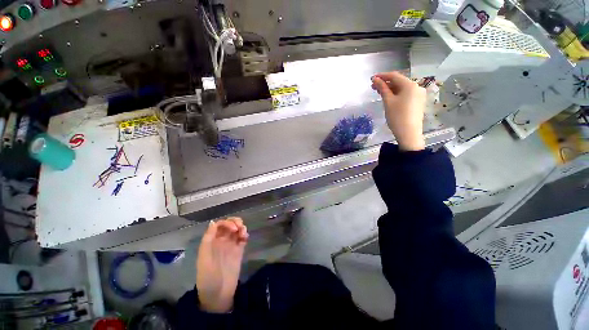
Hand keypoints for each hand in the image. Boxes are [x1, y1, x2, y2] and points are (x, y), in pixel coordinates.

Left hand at [196, 217, 248, 312]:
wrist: (219, 295)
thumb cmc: (208, 277)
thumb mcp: (204, 259)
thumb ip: (208, 240)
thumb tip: (213, 222)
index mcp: (211, 242)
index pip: (219, 225)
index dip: (226, 223)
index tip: (233, 228)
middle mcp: (221, 241)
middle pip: (229, 225)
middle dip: (235, 222)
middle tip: (240, 228)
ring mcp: (231, 246)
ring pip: (237, 230)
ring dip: (241, 227)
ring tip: (243, 233)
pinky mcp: (239, 251)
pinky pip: (242, 238)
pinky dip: (245, 235)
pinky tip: (246, 238)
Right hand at [371, 72, 425, 150]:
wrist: (409, 133)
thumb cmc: (397, 116)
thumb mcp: (388, 101)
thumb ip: (382, 88)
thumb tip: (375, 79)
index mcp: (410, 85)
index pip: (394, 76)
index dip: (382, 76)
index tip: (372, 78)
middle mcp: (417, 87)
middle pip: (399, 81)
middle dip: (386, 83)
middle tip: (373, 87)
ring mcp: (418, 95)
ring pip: (402, 88)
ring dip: (390, 89)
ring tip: (379, 92)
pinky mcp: (418, 102)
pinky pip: (406, 94)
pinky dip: (396, 94)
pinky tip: (389, 98)